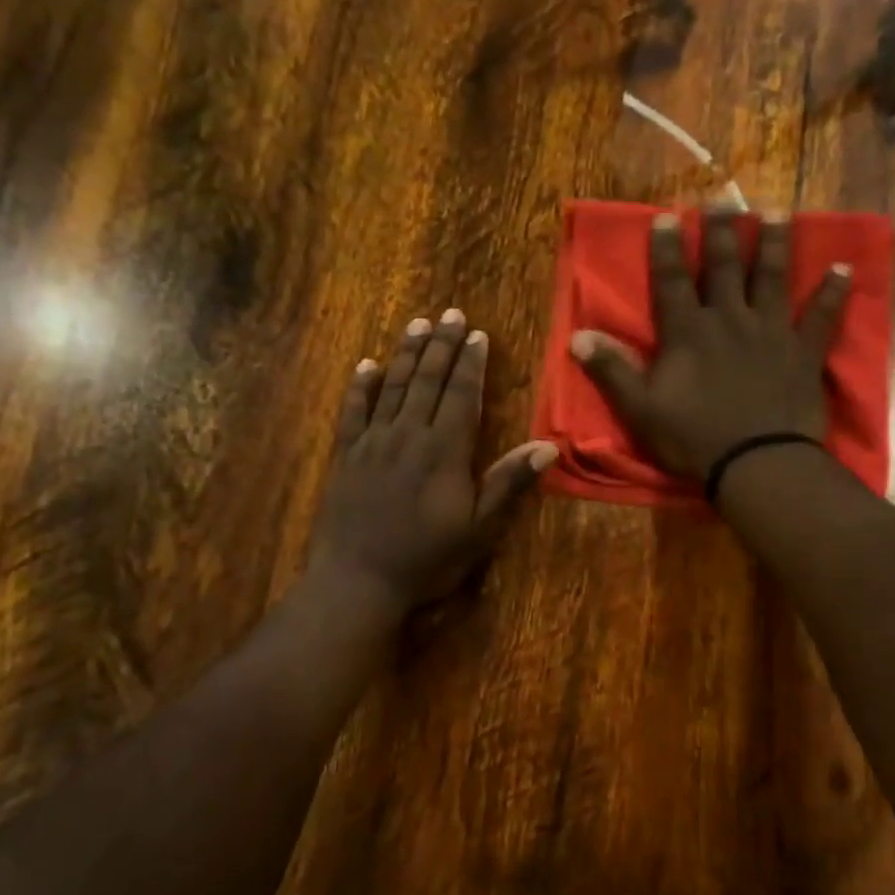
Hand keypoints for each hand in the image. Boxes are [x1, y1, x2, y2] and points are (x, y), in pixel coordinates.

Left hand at [309, 309, 555, 613]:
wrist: (357, 581)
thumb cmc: (427, 559)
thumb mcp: (479, 528)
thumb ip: (509, 483)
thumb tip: (548, 446)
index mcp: (445, 450)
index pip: (462, 395)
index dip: (471, 363)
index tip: (477, 333)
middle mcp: (408, 435)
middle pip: (428, 380)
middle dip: (442, 345)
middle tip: (451, 313)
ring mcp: (373, 443)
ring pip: (393, 387)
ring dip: (407, 354)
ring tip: (418, 324)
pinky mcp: (345, 456)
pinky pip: (353, 411)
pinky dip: (360, 387)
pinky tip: (366, 366)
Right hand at [570, 207, 850, 480]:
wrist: (756, 464)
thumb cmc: (694, 439)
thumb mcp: (640, 409)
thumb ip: (611, 370)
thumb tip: (577, 335)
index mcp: (688, 333)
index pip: (673, 281)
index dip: (668, 248)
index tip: (668, 217)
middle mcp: (730, 320)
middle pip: (724, 267)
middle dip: (721, 230)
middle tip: (722, 197)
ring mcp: (771, 332)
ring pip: (773, 278)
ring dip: (774, 243)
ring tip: (776, 210)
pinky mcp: (804, 352)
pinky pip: (822, 317)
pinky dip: (834, 293)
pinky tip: (845, 269)